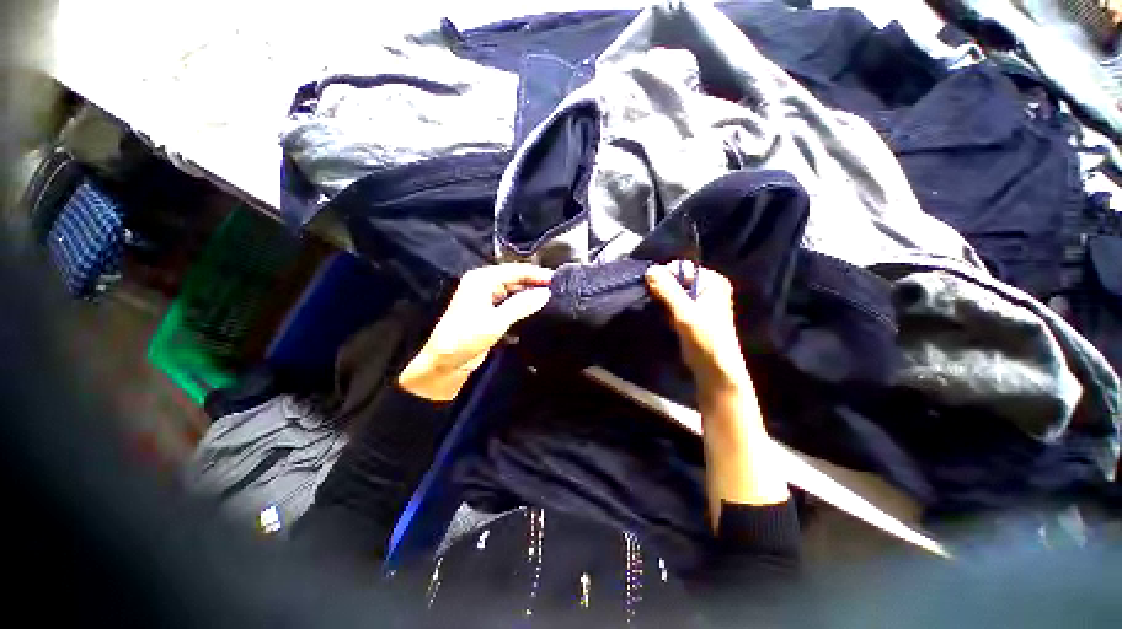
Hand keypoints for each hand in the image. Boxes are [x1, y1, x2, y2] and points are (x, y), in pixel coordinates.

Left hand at [399, 264, 552, 400]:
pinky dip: (521, 306)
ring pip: (513, 291)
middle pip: (514, 279)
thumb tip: (546, 293)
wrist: (444, 364)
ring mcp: (485, 298)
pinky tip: (534, 311)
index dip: (536, 274)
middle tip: (556, 290)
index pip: (514, 270)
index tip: (557, 279)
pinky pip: (509, 304)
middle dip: (534, 284)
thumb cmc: (466, 338)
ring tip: (550, 300)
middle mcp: (483, 284)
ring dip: (528, 296)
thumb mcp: (496, 321)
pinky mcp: (488, 313)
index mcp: (481, 280)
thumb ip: (522, 305)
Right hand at [645, 263, 751, 394]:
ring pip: (673, 292)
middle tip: (659, 306)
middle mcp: (708, 287)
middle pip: (676, 279)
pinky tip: (667, 320)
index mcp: (712, 281)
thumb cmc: (705, 339)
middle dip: (663, 290)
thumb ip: (668, 290)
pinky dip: (667, 309)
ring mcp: (700, 300)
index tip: (652, 291)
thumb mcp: (685, 313)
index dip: (665, 277)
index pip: (681, 268)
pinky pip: (674, 303)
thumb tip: (650, 269)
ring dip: (663, 301)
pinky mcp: (693, 313)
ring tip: (664, 315)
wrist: (714, 369)